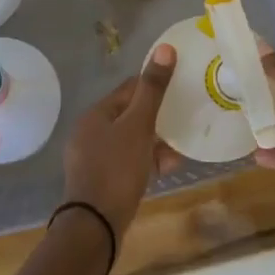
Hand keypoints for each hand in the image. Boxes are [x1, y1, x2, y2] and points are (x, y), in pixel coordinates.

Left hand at [61, 44, 178, 243]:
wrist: (94, 227)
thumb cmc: (117, 169)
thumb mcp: (139, 126)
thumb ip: (152, 89)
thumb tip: (165, 48)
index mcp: (95, 114)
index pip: (128, 89)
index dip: (154, 87)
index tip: (180, 90)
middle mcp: (89, 132)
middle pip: (129, 116)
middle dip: (157, 119)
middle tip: (185, 121)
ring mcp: (93, 159)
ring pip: (130, 141)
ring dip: (154, 142)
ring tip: (180, 148)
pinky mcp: (100, 182)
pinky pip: (127, 163)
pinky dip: (146, 162)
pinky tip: (166, 169)